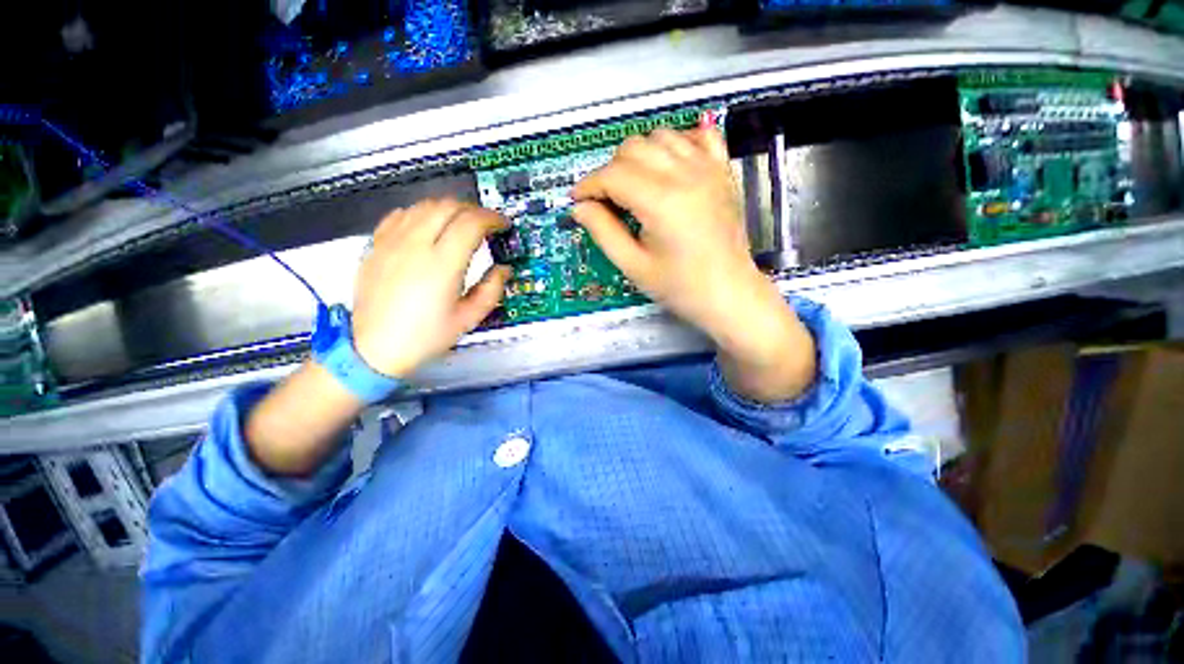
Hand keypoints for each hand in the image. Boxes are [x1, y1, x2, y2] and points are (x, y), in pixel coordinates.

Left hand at [351, 199, 510, 378]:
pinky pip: (400, 214)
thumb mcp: (468, 319)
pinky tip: (429, 227)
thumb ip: (492, 290)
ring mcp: (391, 242)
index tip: (503, 225)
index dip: (492, 218)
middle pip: (448, 207)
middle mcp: (415, 245)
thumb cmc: (426, 337)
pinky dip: (422, 214)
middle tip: (486, 225)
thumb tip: (504, 269)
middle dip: (473, 210)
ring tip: (461, 224)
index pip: (471, 223)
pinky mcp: (376, 245)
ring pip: (424, 206)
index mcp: (442, 265)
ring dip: (449, 209)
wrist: (374, 348)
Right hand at [571, 127, 815, 400]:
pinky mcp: (723, 171)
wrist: (729, 293)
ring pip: (661, 136)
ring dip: (639, 156)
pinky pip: (698, 136)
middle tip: (606, 200)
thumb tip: (580, 208)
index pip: (613, 175)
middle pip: (633, 148)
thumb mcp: (634, 266)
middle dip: (610, 170)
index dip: (589, 185)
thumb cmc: (680, 287)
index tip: (578, 200)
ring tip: (634, 185)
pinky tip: (669, 166)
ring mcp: (709, 168)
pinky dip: (677, 143)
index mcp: (662, 202)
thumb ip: (603, 232)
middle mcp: (686, 175)